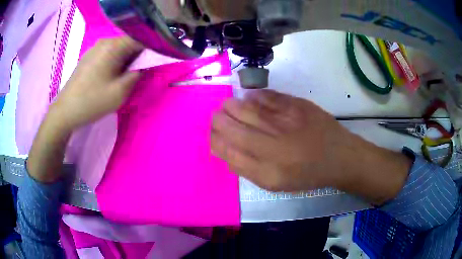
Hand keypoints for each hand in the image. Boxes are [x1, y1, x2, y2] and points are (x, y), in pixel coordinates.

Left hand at [50, 36, 142, 130]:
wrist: (65, 111)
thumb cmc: (92, 101)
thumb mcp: (120, 92)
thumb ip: (137, 75)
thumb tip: (143, 66)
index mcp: (112, 46)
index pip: (140, 38)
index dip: (151, 47)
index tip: (155, 60)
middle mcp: (103, 42)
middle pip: (128, 42)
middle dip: (137, 55)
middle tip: (139, 72)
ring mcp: (94, 49)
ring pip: (118, 49)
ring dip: (126, 60)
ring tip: (124, 77)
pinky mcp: (88, 57)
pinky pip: (107, 54)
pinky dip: (115, 62)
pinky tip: (110, 77)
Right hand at [211, 90, 410, 203]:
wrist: (339, 156)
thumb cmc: (307, 174)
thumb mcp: (276, 184)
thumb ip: (248, 170)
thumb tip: (226, 151)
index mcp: (269, 169)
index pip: (230, 151)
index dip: (216, 141)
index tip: (212, 136)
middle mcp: (275, 145)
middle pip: (235, 127)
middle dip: (219, 121)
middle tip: (215, 117)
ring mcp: (287, 121)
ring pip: (248, 109)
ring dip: (232, 106)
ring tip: (226, 106)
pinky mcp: (298, 105)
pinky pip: (268, 96)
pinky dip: (254, 96)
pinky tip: (248, 98)